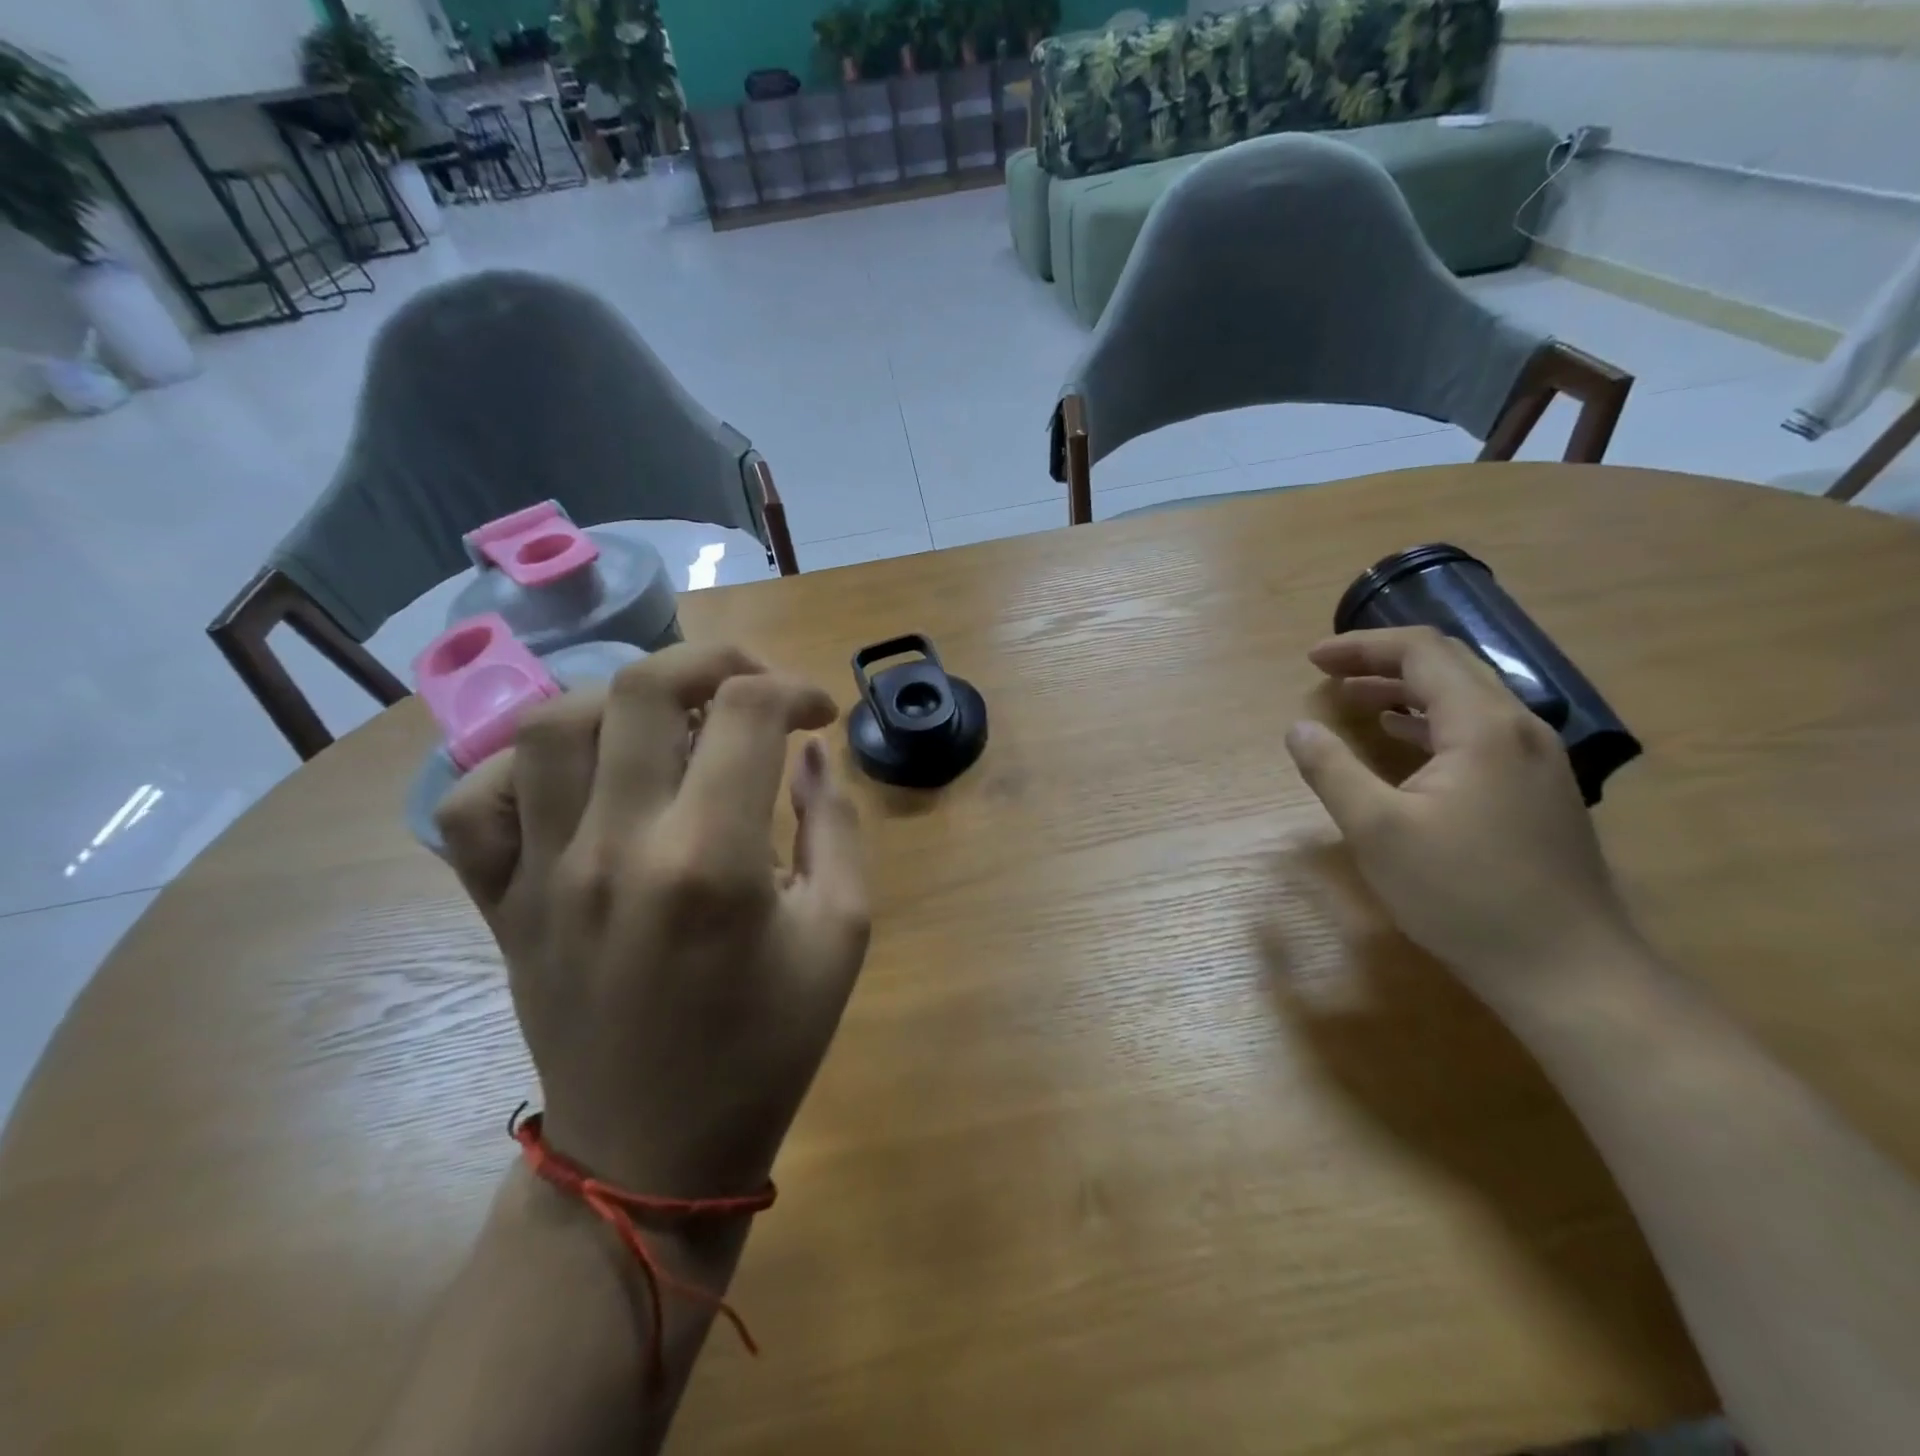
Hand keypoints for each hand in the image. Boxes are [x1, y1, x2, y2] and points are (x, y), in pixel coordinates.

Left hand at [435, 644, 870, 1196]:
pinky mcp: (501, 904)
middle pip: (646, 688)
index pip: (750, 713)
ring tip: (671, 722)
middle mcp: (617, 848)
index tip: (819, 714)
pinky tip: (578, 778)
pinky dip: (521, 766)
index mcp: (713, 862)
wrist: (656, 1152)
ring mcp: (543, 874)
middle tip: (752, 686)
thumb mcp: (843, 934)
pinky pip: (475, 803)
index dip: (796, 691)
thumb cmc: (768, 1046)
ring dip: (624, 698)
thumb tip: (810, 753)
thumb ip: (836, 826)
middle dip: (714, 661)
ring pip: (554, 724)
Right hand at [1285, 627, 1637, 1007]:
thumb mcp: (1377, 831)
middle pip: (1448, 666)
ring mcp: (1536, 760)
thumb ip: (1332, 771)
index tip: (1313, 660)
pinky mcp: (1538, 790)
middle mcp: (1518, 728)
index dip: (1362, 647)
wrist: (1566, 968)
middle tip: (1329, 674)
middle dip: (1382, 662)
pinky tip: (1404, 740)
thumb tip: (1298, 728)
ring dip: (1406, 691)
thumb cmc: (1461, 894)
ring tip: (1356, 700)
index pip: (1421, 652)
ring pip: (1467, 698)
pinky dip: (1431, 721)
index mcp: (1482, 726)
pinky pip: (1479, 730)